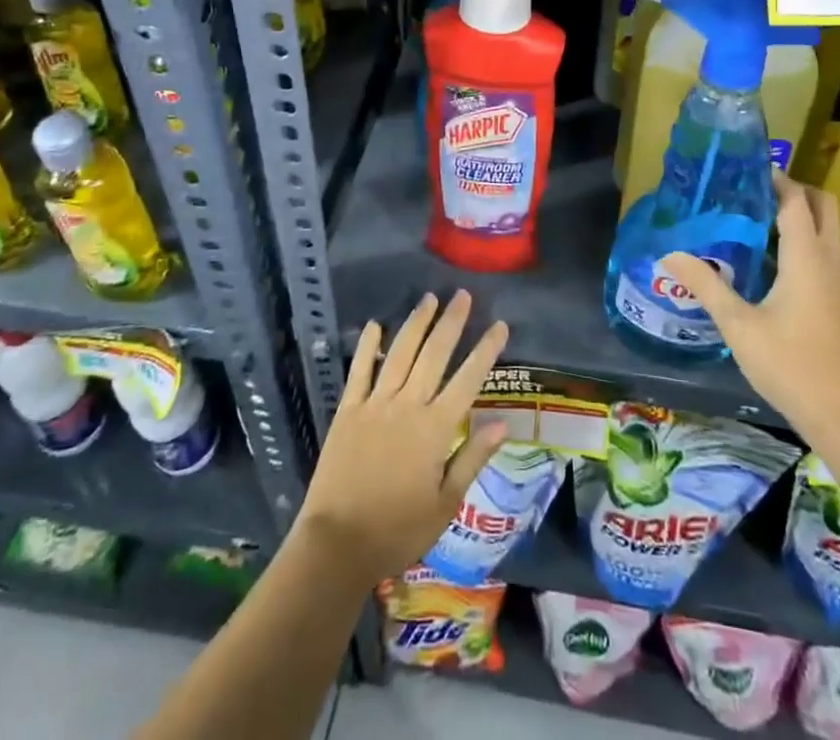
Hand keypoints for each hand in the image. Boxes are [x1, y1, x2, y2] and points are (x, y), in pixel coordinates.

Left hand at [296, 290, 509, 585]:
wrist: (338, 544)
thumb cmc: (398, 531)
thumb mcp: (445, 504)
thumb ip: (472, 458)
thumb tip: (502, 423)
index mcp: (435, 429)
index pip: (468, 380)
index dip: (486, 350)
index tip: (500, 325)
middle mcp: (408, 406)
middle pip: (434, 354)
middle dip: (451, 322)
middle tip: (462, 295)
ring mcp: (375, 404)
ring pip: (400, 353)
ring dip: (416, 324)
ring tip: (429, 299)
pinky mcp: (348, 410)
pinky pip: (360, 370)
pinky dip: (368, 346)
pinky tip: (376, 325)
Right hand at [659, 172, 839, 447]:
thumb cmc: (790, 365)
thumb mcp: (738, 325)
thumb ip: (706, 285)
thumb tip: (670, 253)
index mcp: (806, 258)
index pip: (796, 201)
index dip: (776, 179)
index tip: (746, 167)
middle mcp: (827, 261)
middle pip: (823, 206)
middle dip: (795, 189)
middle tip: (754, 189)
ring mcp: (837, 282)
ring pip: (826, 229)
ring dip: (799, 213)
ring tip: (754, 216)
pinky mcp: (837, 301)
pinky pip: (822, 251)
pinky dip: (802, 238)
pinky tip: (769, 258)